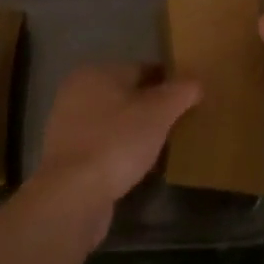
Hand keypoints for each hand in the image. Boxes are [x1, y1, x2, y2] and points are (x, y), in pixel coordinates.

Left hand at [31, 64, 201, 233]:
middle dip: (151, 108)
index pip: (141, 68)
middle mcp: (77, 92)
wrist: (73, 195)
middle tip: (179, 125)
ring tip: (162, 148)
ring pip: (114, 121)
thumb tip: (196, 81)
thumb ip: (180, 92)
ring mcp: (68, 125)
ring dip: (135, 131)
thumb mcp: (158, 113)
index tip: (189, 100)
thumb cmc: (117, 142)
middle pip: (126, 95)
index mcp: (96, 72)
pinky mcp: (67, 156)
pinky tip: (137, 167)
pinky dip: (120, 152)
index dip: (168, 82)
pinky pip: (103, 145)